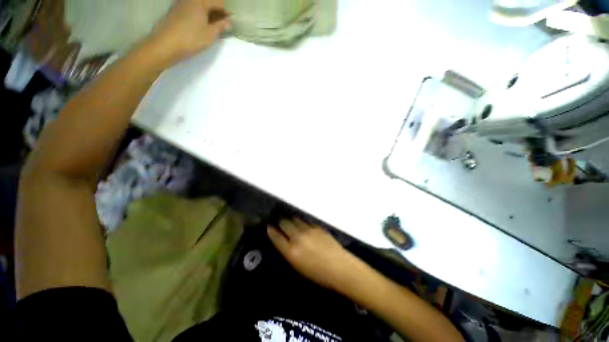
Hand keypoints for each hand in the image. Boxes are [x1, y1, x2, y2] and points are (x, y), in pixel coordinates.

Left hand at [146, 0, 230, 64]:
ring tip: (212, 26)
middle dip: (217, 11)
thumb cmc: (191, 39)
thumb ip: (220, 26)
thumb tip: (228, 22)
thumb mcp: (209, 35)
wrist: (166, 44)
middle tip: (223, 24)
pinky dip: (199, 14)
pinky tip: (201, 25)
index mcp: (200, 2)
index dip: (226, 11)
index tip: (231, 20)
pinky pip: (191, 8)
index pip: (218, 2)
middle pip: (208, 2)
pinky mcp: (175, 10)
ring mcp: (181, 3)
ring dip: (208, 13)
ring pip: (199, 5)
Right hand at [268, 218, 363, 289]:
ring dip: (291, 219)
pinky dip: (302, 222)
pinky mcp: (317, 227)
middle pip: (285, 223)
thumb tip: (284, 243)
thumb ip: (289, 253)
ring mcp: (308, 230)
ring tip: (290, 220)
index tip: (269, 227)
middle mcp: (298, 238)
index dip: (271, 231)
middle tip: (279, 221)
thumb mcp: (298, 267)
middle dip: (280, 222)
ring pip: (295, 219)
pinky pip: (306, 221)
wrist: (340, 267)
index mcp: (291, 252)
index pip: (276, 237)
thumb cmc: (319, 274)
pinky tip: (303, 224)